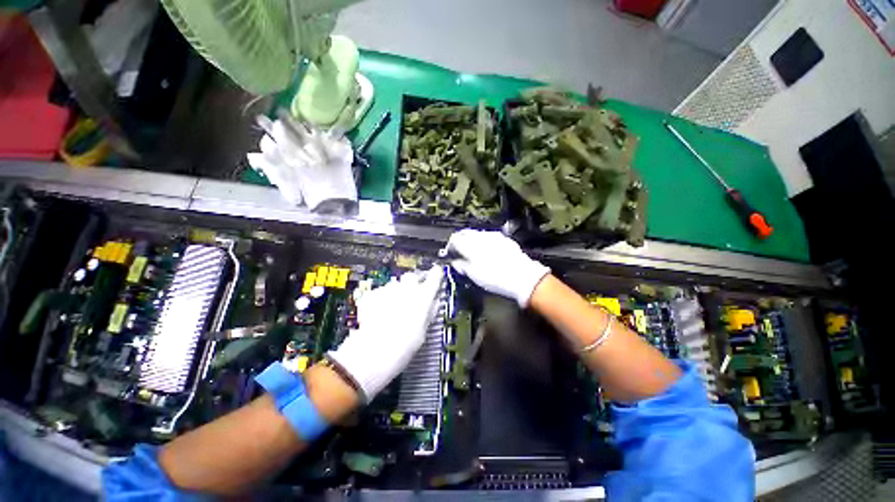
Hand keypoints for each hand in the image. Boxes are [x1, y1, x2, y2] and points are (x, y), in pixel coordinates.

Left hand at [328, 266, 444, 401]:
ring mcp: (388, 290)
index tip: (437, 272)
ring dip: (396, 292)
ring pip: (395, 285)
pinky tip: (379, 313)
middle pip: (412, 277)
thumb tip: (433, 302)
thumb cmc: (404, 346)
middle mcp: (406, 289)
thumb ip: (429, 312)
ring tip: (392, 309)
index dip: (436, 274)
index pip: (434, 278)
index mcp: (423, 297)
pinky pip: (381, 292)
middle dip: (413, 283)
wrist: (373, 352)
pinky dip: (382, 299)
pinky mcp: (372, 295)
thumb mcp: (423, 331)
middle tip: (412, 296)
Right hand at [446, 229, 549, 307]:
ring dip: (472, 241)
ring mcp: (494, 235)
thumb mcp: (473, 275)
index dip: (450, 247)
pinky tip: (487, 252)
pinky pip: (489, 237)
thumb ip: (460, 266)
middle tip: (459, 252)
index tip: (450, 254)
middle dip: (460, 241)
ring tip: (473, 253)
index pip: (454, 239)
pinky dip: (483, 242)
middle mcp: (481, 236)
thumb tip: (455, 262)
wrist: (522, 276)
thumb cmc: (494, 277)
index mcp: (470, 244)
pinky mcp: (504, 238)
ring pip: (477, 234)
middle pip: (465, 233)